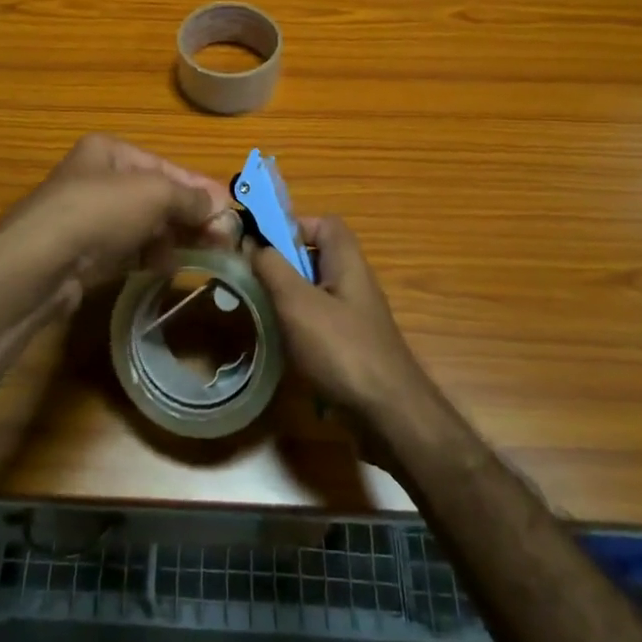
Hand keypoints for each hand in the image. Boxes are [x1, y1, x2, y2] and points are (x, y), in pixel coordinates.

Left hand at [0, 135, 237, 316]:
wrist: (37, 264)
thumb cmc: (99, 212)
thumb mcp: (153, 193)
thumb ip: (190, 198)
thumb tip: (219, 206)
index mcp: (110, 151)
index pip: (167, 167)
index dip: (201, 189)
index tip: (231, 211)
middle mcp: (98, 178)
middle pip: (157, 196)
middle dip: (192, 216)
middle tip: (225, 239)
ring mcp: (89, 217)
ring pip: (144, 224)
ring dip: (175, 237)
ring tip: (205, 255)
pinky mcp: (85, 252)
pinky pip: (128, 249)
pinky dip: (151, 255)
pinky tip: (169, 266)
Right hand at [251, 216, 432, 421]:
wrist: (390, 417)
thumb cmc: (342, 349)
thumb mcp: (297, 302)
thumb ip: (272, 267)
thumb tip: (252, 242)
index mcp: (347, 262)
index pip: (323, 223)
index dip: (292, 225)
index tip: (260, 244)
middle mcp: (354, 283)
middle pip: (316, 257)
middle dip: (282, 264)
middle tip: (251, 278)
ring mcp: (355, 317)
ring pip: (314, 292)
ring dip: (286, 297)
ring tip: (258, 310)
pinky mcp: (351, 347)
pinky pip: (319, 323)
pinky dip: (297, 328)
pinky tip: (279, 345)